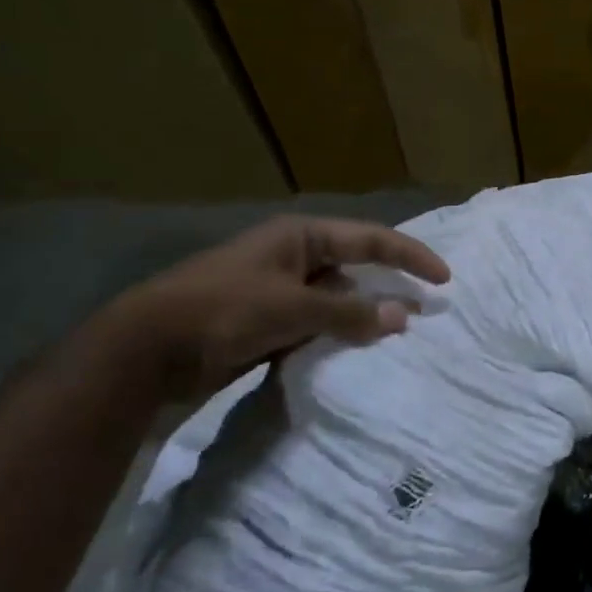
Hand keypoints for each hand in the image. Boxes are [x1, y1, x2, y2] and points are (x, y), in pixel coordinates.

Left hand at [97, 215, 450, 403]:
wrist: (146, 351)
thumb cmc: (222, 311)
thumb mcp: (291, 307)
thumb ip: (349, 312)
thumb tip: (403, 316)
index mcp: (300, 237)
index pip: (370, 240)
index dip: (410, 256)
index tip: (445, 280)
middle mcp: (294, 258)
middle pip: (356, 269)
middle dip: (388, 288)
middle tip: (425, 312)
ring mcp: (279, 292)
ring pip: (337, 301)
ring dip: (362, 318)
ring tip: (395, 338)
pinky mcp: (267, 323)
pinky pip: (316, 326)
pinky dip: (336, 337)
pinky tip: (354, 354)